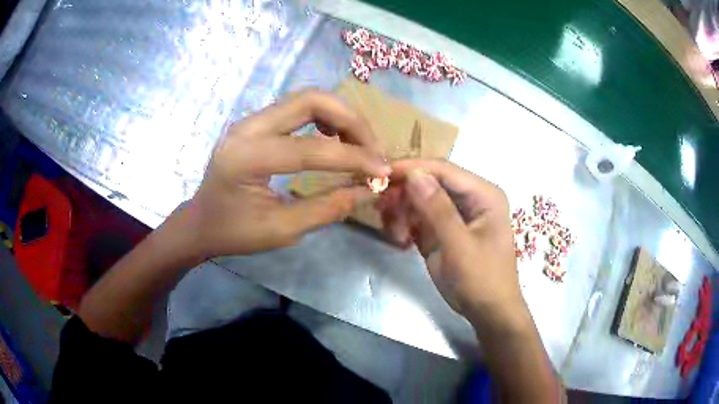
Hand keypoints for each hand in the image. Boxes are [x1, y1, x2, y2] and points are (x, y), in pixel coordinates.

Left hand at [179, 90, 389, 261]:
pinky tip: (333, 137)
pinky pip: (297, 107)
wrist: (200, 222)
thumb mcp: (282, 230)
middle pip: (311, 100)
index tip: (383, 171)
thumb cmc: (234, 233)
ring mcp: (250, 120)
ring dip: (340, 115)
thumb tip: (369, 189)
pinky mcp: (255, 122)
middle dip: (352, 121)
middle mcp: (248, 127)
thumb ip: (327, 208)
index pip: (311, 149)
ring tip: (358, 144)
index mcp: (247, 158)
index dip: (354, 158)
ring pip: (307, 98)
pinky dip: (324, 117)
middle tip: (373, 148)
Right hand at [379, 159, 525, 328]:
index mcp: (484, 194)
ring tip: (394, 232)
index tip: (381, 172)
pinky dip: (406, 223)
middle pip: (431, 182)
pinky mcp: (444, 230)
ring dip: (403, 210)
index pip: (444, 170)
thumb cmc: (482, 279)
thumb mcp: (460, 246)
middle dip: (404, 193)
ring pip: (421, 199)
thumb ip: (438, 209)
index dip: (413, 168)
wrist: (487, 312)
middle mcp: (471, 198)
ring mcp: (456, 214)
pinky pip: (420, 217)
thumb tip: (414, 174)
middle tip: (380, 206)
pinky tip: (399, 237)